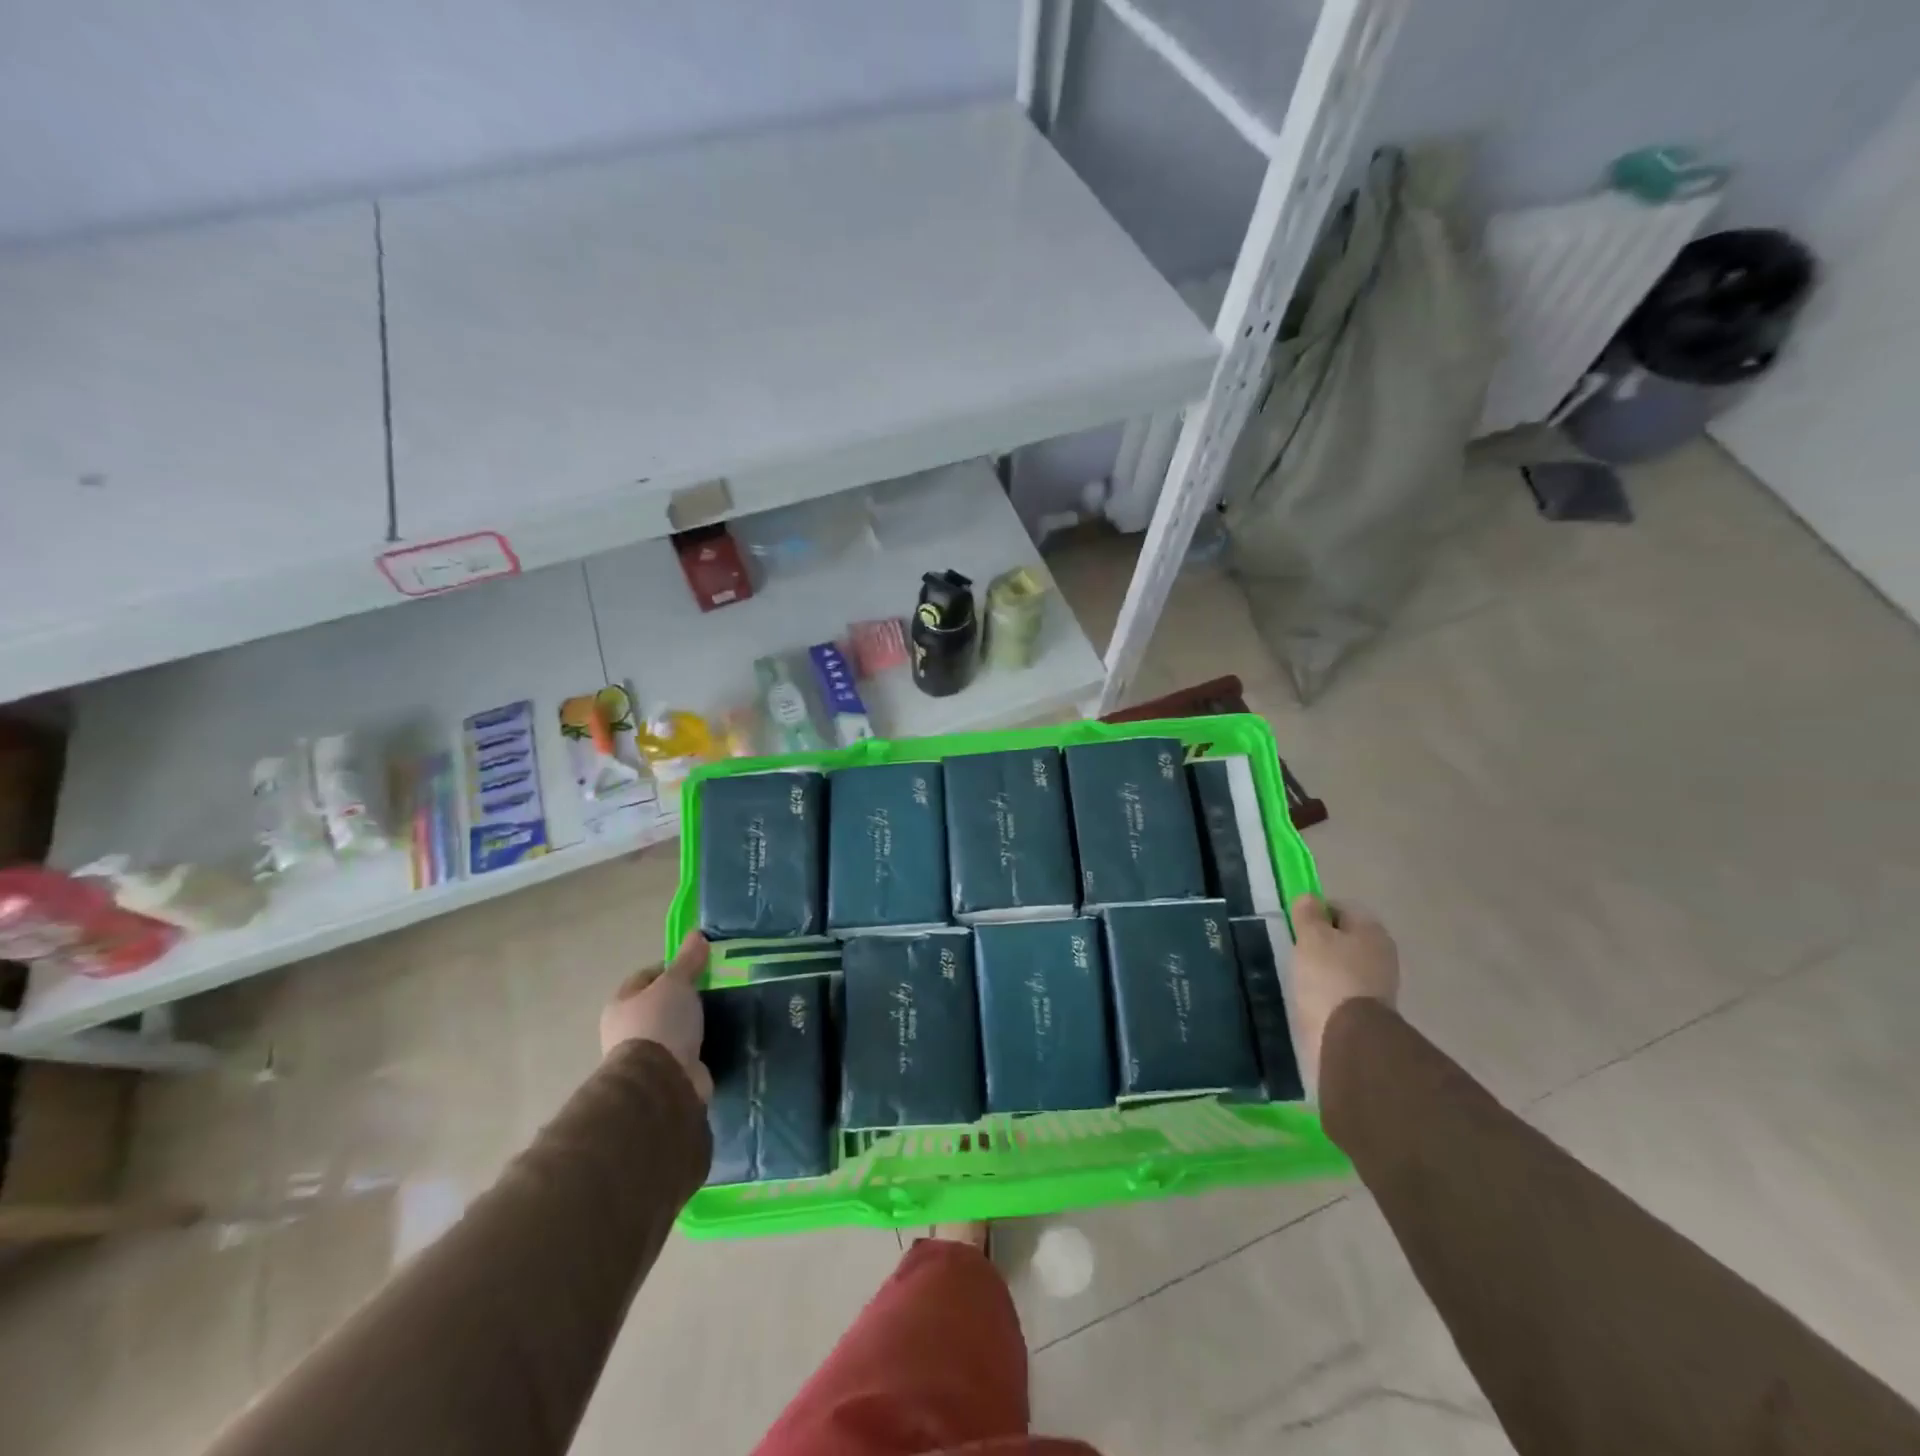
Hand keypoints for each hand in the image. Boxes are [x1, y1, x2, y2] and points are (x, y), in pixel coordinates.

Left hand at [600, 930, 712, 1101]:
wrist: (660, 1082)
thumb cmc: (660, 1023)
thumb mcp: (676, 983)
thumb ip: (687, 960)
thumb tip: (696, 934)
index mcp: (621, 1004)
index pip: (646, 977)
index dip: (671, 968)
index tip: (698, 966)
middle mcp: (627, 1029)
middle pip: (660, 1003)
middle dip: (684, 997)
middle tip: (712, 988)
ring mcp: (646, 1055)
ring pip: (674, 1028)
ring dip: (692, 1023)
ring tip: (720, 1012)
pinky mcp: (665, 1075)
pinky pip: (686, 1051)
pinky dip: (699, 1045)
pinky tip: (717, 1038)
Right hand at [1290, 895, 1399, 1091]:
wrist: (1349, 1037)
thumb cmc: (1328, 976)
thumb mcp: (1311, 936)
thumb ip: (1308, 914)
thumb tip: (1309, 898)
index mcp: (1372, 930)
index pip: (1340, 907)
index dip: (1315, 911)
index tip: (1295, 924)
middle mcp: (1382, 953)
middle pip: (1344, 936)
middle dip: (1320, 941)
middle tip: (1295, 949)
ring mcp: (1379, 983)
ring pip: (1344, 963)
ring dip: (1324, 967)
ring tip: (1300, 975)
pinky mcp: (1370, 1010)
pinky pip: (1344, 988)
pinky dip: (1328, 989)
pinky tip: (1311, 996)